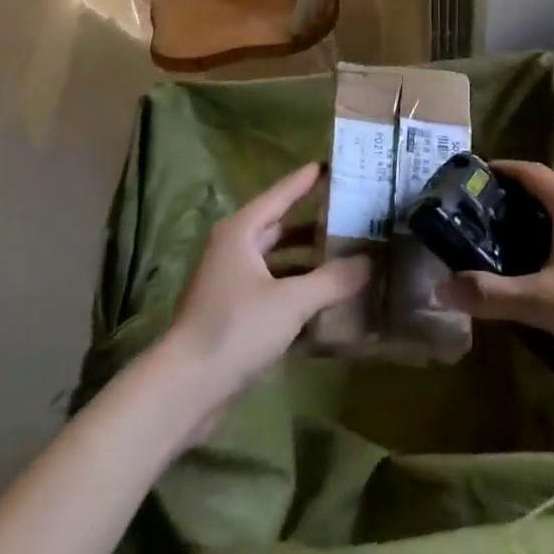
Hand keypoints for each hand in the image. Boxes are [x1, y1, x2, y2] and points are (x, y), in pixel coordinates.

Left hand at [161, 163, 371, 410]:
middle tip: (352, 216)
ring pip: (279, 263)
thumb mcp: (291, 301)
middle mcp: (235, 250)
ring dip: (309, 263)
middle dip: (316, 225)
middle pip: (281, 228)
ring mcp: (232, 284)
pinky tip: (328, 302)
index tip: (333, 164)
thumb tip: (369, 261)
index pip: (281, 194)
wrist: (184, 390)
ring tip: (348, 259)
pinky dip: (299, 292)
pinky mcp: (235, 316)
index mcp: (242, 232)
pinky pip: (274, 292)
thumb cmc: (235, 329)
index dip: (307, 180)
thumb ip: (333, 280)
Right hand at [436, 160, 553, 380]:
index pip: (524, 170)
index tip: (462, 185)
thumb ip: (492, 294)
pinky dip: (546, 241)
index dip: (494, 172)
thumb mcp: (545, 302)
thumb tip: (440, 287)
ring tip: (493, 246)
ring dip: (526, 223)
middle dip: (504, 201)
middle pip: (539, 189)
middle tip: (468, 221)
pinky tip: (535, 271)